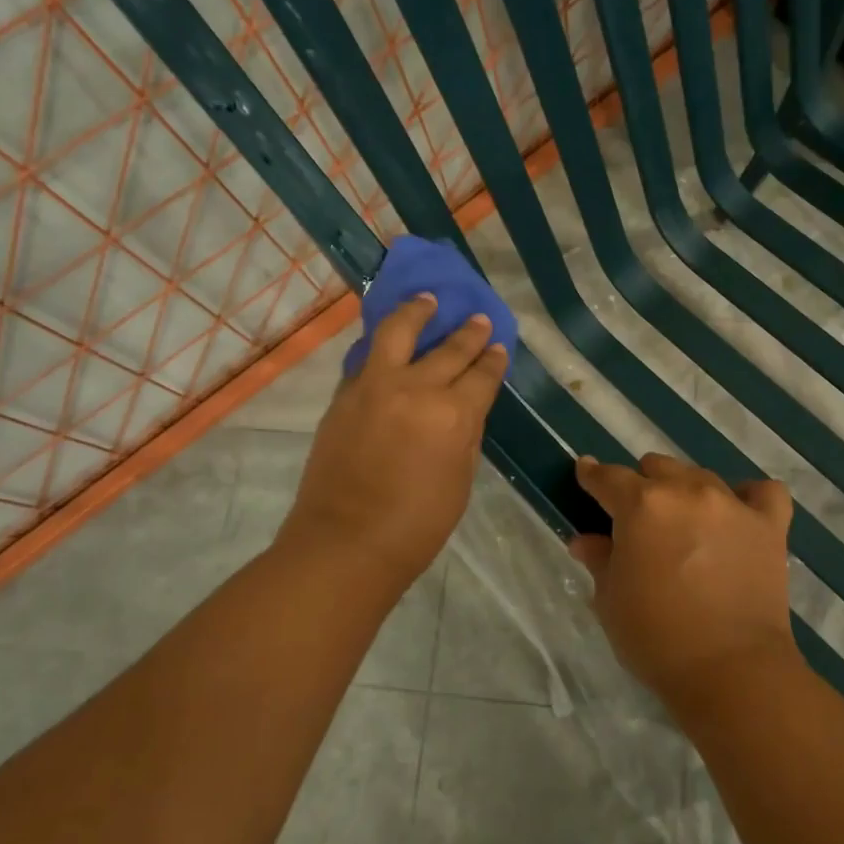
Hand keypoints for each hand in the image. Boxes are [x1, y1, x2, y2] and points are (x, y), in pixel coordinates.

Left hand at [277, 294, 506, 588]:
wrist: (344, 543)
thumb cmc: (416, 525)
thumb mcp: (460, 481)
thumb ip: (466, 434)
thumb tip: (466, 405)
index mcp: (454, 415)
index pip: (482, 374)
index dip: (494, 359)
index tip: (499, 347)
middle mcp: (416, 389)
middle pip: (449, 349)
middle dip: (469, 332)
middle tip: (478, 320)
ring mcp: (375, 386)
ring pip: (399, 331)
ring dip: (418, 311)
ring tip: (427, 300)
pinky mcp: (345, 394)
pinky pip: (368, 357)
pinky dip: (384, 345)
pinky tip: (391, 341)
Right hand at [569, 453, 797, 708]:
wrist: (732, 672)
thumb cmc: (657, 639)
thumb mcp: (610, 601)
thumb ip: (599, 560)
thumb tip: (585, 540)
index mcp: (641, 505)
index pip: (608, 478)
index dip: (593, 476)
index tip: (586, 473)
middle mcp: (686, 491)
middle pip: (657, 468)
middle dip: (642, 486)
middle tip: (640, 520)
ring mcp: (732, 504)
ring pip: (700, 476)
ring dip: (685, 491)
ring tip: (686, 523)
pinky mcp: (769, 525)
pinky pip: (763, 492)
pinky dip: (749, 497)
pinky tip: (739, 514)